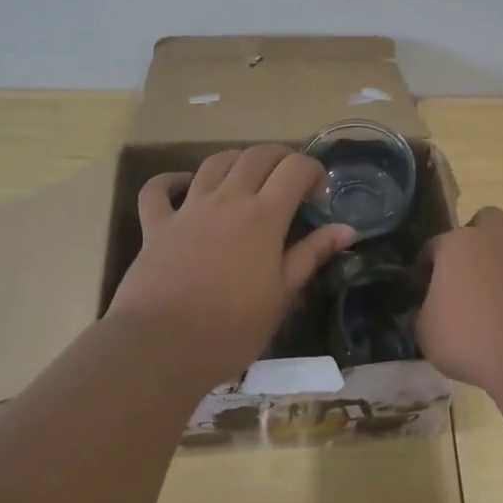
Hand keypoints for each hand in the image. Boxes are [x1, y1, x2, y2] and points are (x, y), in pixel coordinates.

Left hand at [109, 145, 354, 384]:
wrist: (160, 347)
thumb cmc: (231, 328)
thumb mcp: (282, 296)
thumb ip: (312, 255)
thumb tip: (346, 229)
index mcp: (263, 216)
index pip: (295, 168)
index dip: (312, 171)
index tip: (318, 197)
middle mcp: (227, 200)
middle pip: (257, 155)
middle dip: (280, 158)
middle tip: (289, 182)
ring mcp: (188, 209)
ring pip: (214, 162)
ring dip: (237, 160)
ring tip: (248, 178)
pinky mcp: (156, 225)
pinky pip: (157, 190)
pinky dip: (170, 180)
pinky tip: (183, 184)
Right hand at [415, 206, 502, 390]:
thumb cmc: (472, 340)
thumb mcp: (428, 336)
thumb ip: (419, 318)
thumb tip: (416, 313)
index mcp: (458, 245)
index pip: (434, 245)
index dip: (427, 265)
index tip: (424, 285)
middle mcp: (496, 240)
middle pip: (487, 219)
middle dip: (478, 237)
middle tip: (471, 271)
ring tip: (502, 291)